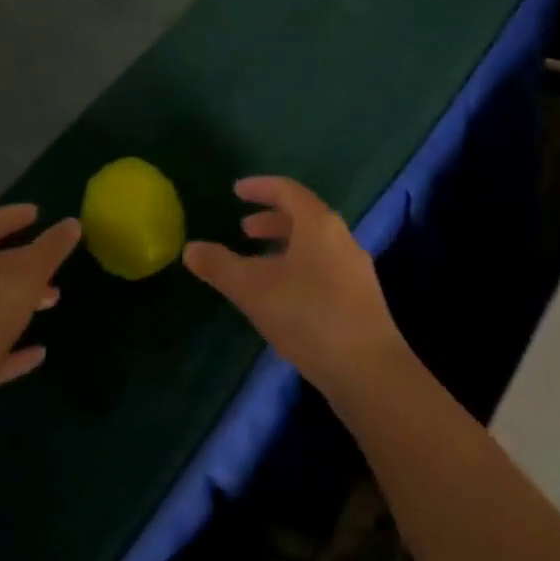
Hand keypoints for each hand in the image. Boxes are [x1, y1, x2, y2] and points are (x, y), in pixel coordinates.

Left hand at [0, 205, 79, 455]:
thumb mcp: (25, 278)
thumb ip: (50, 250)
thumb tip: (71, 224)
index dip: (12, 215)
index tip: (38, 213)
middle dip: (24, 262)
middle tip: (54, 262)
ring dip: (23, 301)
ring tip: (54, 300)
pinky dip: (14, 348)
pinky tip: (39, 353)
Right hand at [183, 177, 405, 407]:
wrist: (369, 372)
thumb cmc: (308, 316)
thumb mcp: (254, 289)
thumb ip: (220, 266)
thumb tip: (190, 248)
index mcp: (318, 223)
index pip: (287, 190)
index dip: (260, 188)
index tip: (236, 191)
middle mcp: (341, 237)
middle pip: (303, 215)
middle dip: (271, 220)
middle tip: (244, 229)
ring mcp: (355, 268)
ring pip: (314, 244)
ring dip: (285, 246)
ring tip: (259, 265)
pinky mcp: (361, 298)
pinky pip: (324, 266)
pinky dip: (299, 267)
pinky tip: (285, 297)